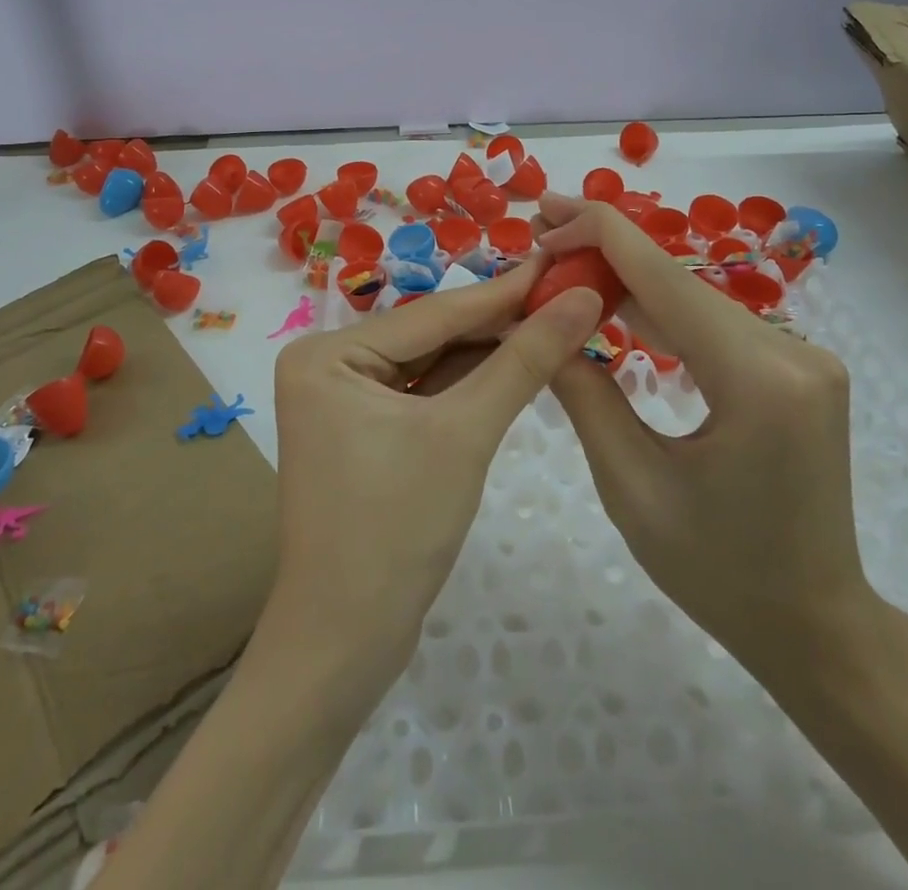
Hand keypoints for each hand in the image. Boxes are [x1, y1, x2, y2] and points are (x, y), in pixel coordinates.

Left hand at [268, 262, 602, 698]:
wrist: (346, 643)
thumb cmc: (396, 528)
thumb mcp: (465, 433)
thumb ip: (523, 362)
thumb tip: (581, 300)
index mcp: (327, 353)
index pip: (433, 313)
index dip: (504, 291)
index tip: (561, 263)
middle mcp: (327, 365)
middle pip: (431, 336)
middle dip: (499, 323)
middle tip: (567, 295)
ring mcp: (343, 401)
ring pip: (431, 365)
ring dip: (490, 353)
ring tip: (555, 322)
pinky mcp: (364, 433)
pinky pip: (424, 395)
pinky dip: (469, 386)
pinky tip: (517, 366)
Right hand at [534, 194, 868, 686]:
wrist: (815, 626)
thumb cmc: (718, 572)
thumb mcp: (630, 485)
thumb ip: (583, 392)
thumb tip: (539, 323)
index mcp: (758, 381)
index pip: (664, 278)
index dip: (598, 235)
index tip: (543, 219)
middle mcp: (793, 352)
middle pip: (679, 282)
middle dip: (606, 254)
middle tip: (540, 238)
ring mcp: (802, 358)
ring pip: (695, 299)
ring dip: (629, 282)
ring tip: (564, 266)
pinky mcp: (797, 369)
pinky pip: (715, 326)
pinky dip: (661, 314)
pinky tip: (615, 306)